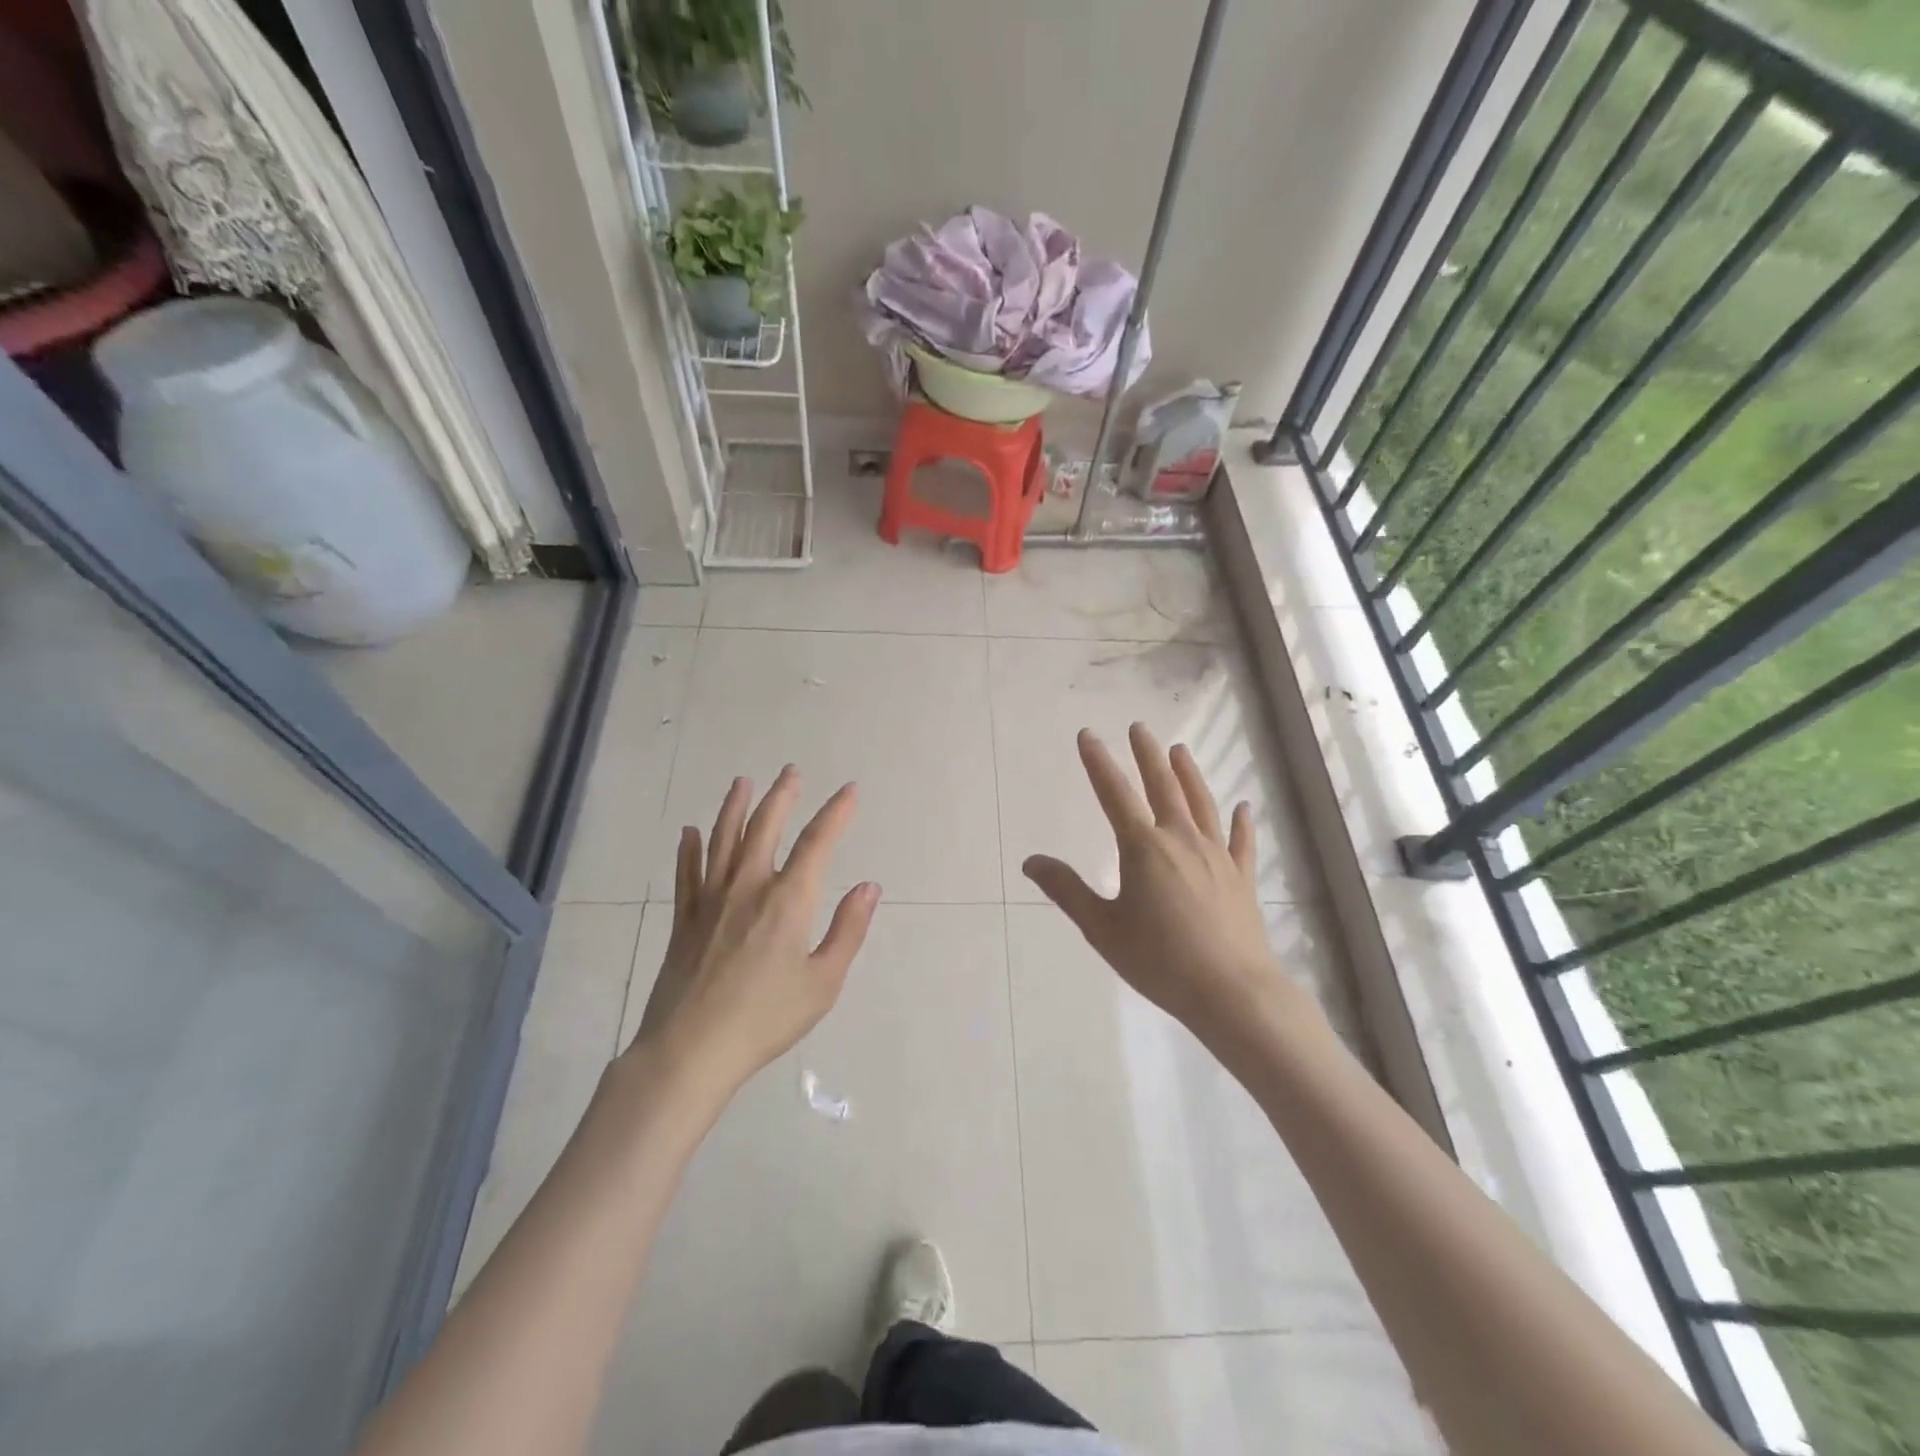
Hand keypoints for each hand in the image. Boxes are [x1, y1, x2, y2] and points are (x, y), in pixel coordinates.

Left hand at [632, 766, 879, 1096]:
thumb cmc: (766, 1019)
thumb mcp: (823, 982)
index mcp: (788, 901)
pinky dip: (688, 850)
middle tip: (791, 771)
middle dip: (781, 795)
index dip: (836, 812)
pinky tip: (688, 833)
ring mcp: (710, 901)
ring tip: (742, 782)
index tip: (850, 790)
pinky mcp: (684, 921)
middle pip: (765, 827)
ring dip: (734, 807)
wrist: (691, 1050)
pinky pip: (687, 874)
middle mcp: (748, 888)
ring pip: (722, 841)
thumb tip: (869, 886)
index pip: (818, 843)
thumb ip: (848, 930)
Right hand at [1023, 725, 1305, 1048]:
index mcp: (1143, 848)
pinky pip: (1240, 840)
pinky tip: (1242, 806)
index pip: (1114, 794)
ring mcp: (1216, 856)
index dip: (1098, 762)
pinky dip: (1240, 821)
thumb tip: (1031, 861)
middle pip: (1162, 786)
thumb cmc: (1159, 960)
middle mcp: (1181, 840)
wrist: (1231, 991)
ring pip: (1200, 803)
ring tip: (1179, 750)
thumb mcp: (1102, 928)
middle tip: (1139, 728)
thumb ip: (1067, 890)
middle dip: (1147, 755)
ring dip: (1188, 774)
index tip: (1088, 735)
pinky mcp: (1241, 876)